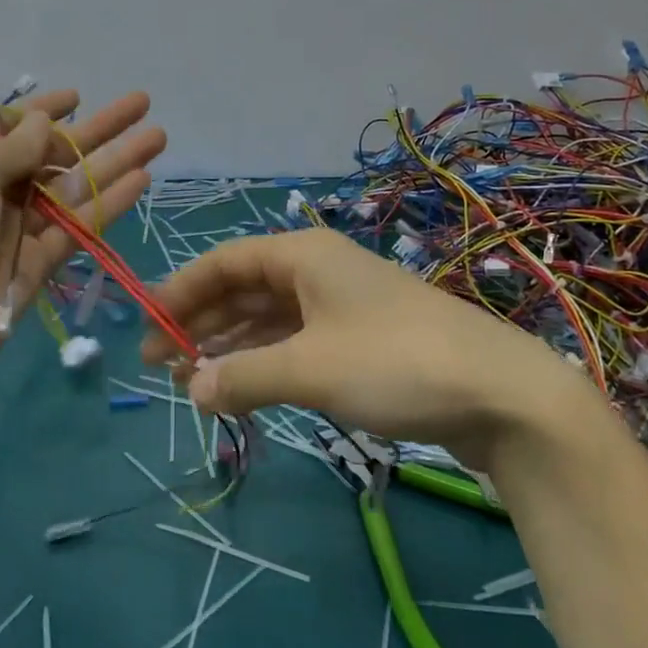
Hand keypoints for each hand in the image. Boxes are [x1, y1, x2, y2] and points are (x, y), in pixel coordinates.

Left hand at [0, 90, 164, 391]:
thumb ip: (13, 146)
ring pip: (75, 185)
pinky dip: (109, 202)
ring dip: (115, 160)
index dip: (42, 109)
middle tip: (142, 103)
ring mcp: (18, 226)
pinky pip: (80, 224)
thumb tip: (42, 120)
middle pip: (52, 150)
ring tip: (158, 136)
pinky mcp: (40, 261)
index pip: (7, 125)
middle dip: (97, 127)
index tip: (77, 96)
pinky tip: (142, 178)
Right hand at [142, 228, 584, 463]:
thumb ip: (243, 377)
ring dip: (230, 344)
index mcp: (302, 254)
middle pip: (244, 288)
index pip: (223, 262)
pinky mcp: (361, 340)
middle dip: (201, 322)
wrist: (501, 392)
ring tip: (191, 379)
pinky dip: (265, 360)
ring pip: (269, 317)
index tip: (146, 328)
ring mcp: (342, 305)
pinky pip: (296, 341)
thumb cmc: (395, 362)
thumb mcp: (309, 368)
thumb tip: (191, 390)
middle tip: (160, 364)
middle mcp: (319, 269)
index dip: (179, 292)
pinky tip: (243, 385)